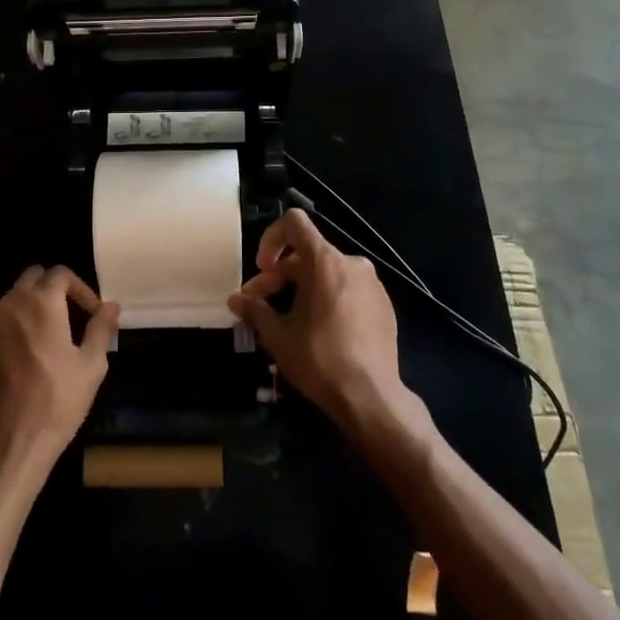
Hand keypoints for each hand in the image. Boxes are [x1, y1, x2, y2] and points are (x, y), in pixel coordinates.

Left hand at [0, 266, 118, 473]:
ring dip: (27, 301)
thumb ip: (101, 328)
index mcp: (44, 302)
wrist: (13, 439)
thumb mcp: (91, 365)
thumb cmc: (59, 401)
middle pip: (34, 276)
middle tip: (69, 316)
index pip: (61, 273)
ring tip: (40, 327)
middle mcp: (13, 301)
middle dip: (53, 289)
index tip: (92, 313)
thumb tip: (111, 305)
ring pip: (10, 293)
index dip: (80, 289)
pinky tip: (5, 331)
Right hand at [229, 209, 414, 432]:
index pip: (294, 223)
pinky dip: (328, 298)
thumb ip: (255, 310)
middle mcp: (351, 263)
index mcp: (324, 262)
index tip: (262, 269)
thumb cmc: (319, 359)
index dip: (271, 238)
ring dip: (303, 288)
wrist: (371, 396)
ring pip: (328, 272)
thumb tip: (235, 300)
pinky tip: (320, 329)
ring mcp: (372, 284)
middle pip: (308, 254)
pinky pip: (348, 289)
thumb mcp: (278, 335)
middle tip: (261, 304)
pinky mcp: (384, 305)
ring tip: (289, 318)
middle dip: (280, 275)